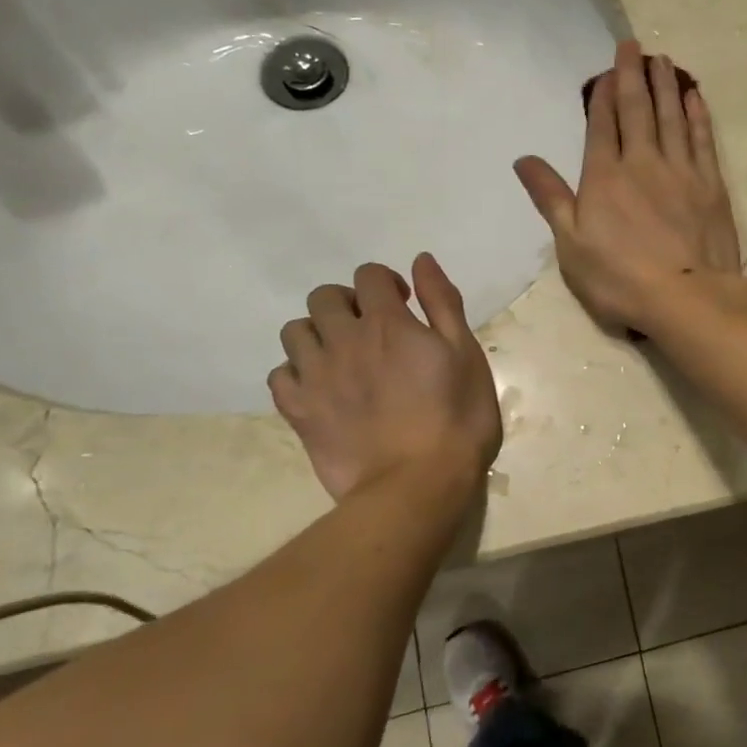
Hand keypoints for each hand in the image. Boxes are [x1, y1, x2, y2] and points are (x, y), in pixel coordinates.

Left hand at [269, 255, 502, 500]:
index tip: (404, 305)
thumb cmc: (457, 418)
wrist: (418, 485)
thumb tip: (421, 260)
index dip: (386, 283)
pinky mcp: (299, 412)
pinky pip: (279, 375)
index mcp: (388, 323)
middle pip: (324, 297)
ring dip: (318, 333)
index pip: (368, 275)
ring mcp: (316, 377)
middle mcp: (344, 340)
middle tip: (372, 330)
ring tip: (342, 357)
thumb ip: (443, 303)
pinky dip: (296, 373)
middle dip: (348, 303)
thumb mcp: (466, 355)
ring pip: (295, 331)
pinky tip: (320, 387)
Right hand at [515, 41, 742, 332]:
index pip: (602, 126)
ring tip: (662, 60)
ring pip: (671, 117)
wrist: (687, 296)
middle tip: (633, 46)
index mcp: (605, 178)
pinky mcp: (711, 185)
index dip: (602, 96)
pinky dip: (697, 115)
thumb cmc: (620, 278)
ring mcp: (681, 171)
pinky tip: (694, 98)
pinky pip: (702, 139)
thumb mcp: (571, 245)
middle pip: (637, 110)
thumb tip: (523, 159)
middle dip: (632, 76)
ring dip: (665, 86)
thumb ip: (551, 198)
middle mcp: (643, 163)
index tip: (605, 72)